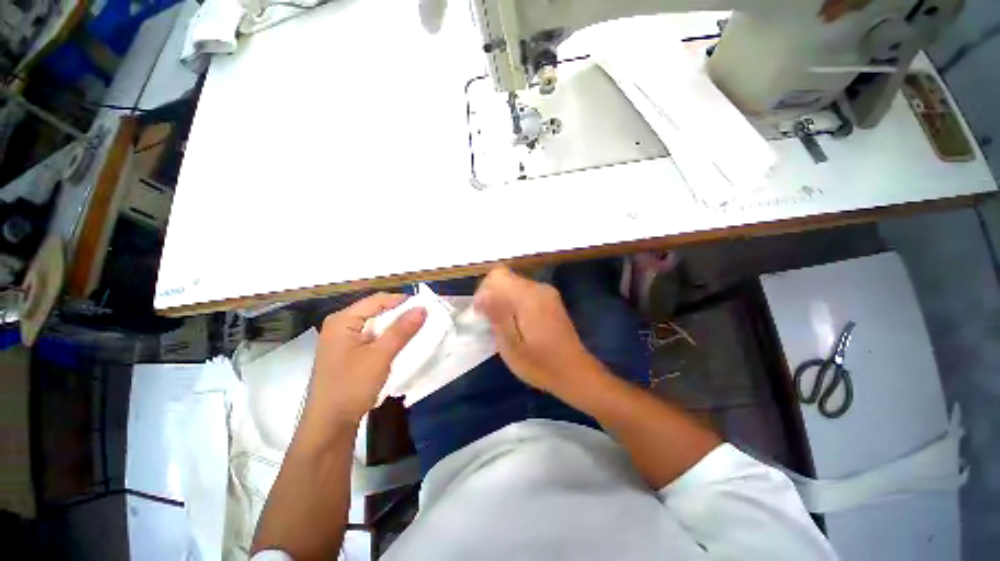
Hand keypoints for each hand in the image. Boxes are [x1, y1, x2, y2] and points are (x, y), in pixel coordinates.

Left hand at [304, 293, 426, 429]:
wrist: (330, 424)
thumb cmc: (352, 386)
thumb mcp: (380, 355)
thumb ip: (402, 330)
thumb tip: (422, 308)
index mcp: (342, 320)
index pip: (377, 300)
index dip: (402, 301)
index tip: (425, 306)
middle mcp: (340, 325)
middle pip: (375, 311)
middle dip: (399, 314)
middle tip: (423, 318)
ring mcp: (342, 340)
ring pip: (375, 325)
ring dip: (395, 327)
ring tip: (416, 330)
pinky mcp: (347, 353)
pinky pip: (371, 337)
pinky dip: (387, 338)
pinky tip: (399, 344)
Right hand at [473, 267, 602, 398]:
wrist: (575, 372)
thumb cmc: (540, 364)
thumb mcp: (511, 345)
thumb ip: (497, 316)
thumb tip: (484, 295)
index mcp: (529, 297)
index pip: (497, 276)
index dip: (483, 291)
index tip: (481, 314)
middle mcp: (539, 288)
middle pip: (505, 277)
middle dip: (492, 295)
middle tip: (488, 320)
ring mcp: (547, 293)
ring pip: (514, 284)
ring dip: (502, 299)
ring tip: (501, 324)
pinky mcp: (551, 300)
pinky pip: (525, 292)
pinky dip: (513, 302)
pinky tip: (515, 323)